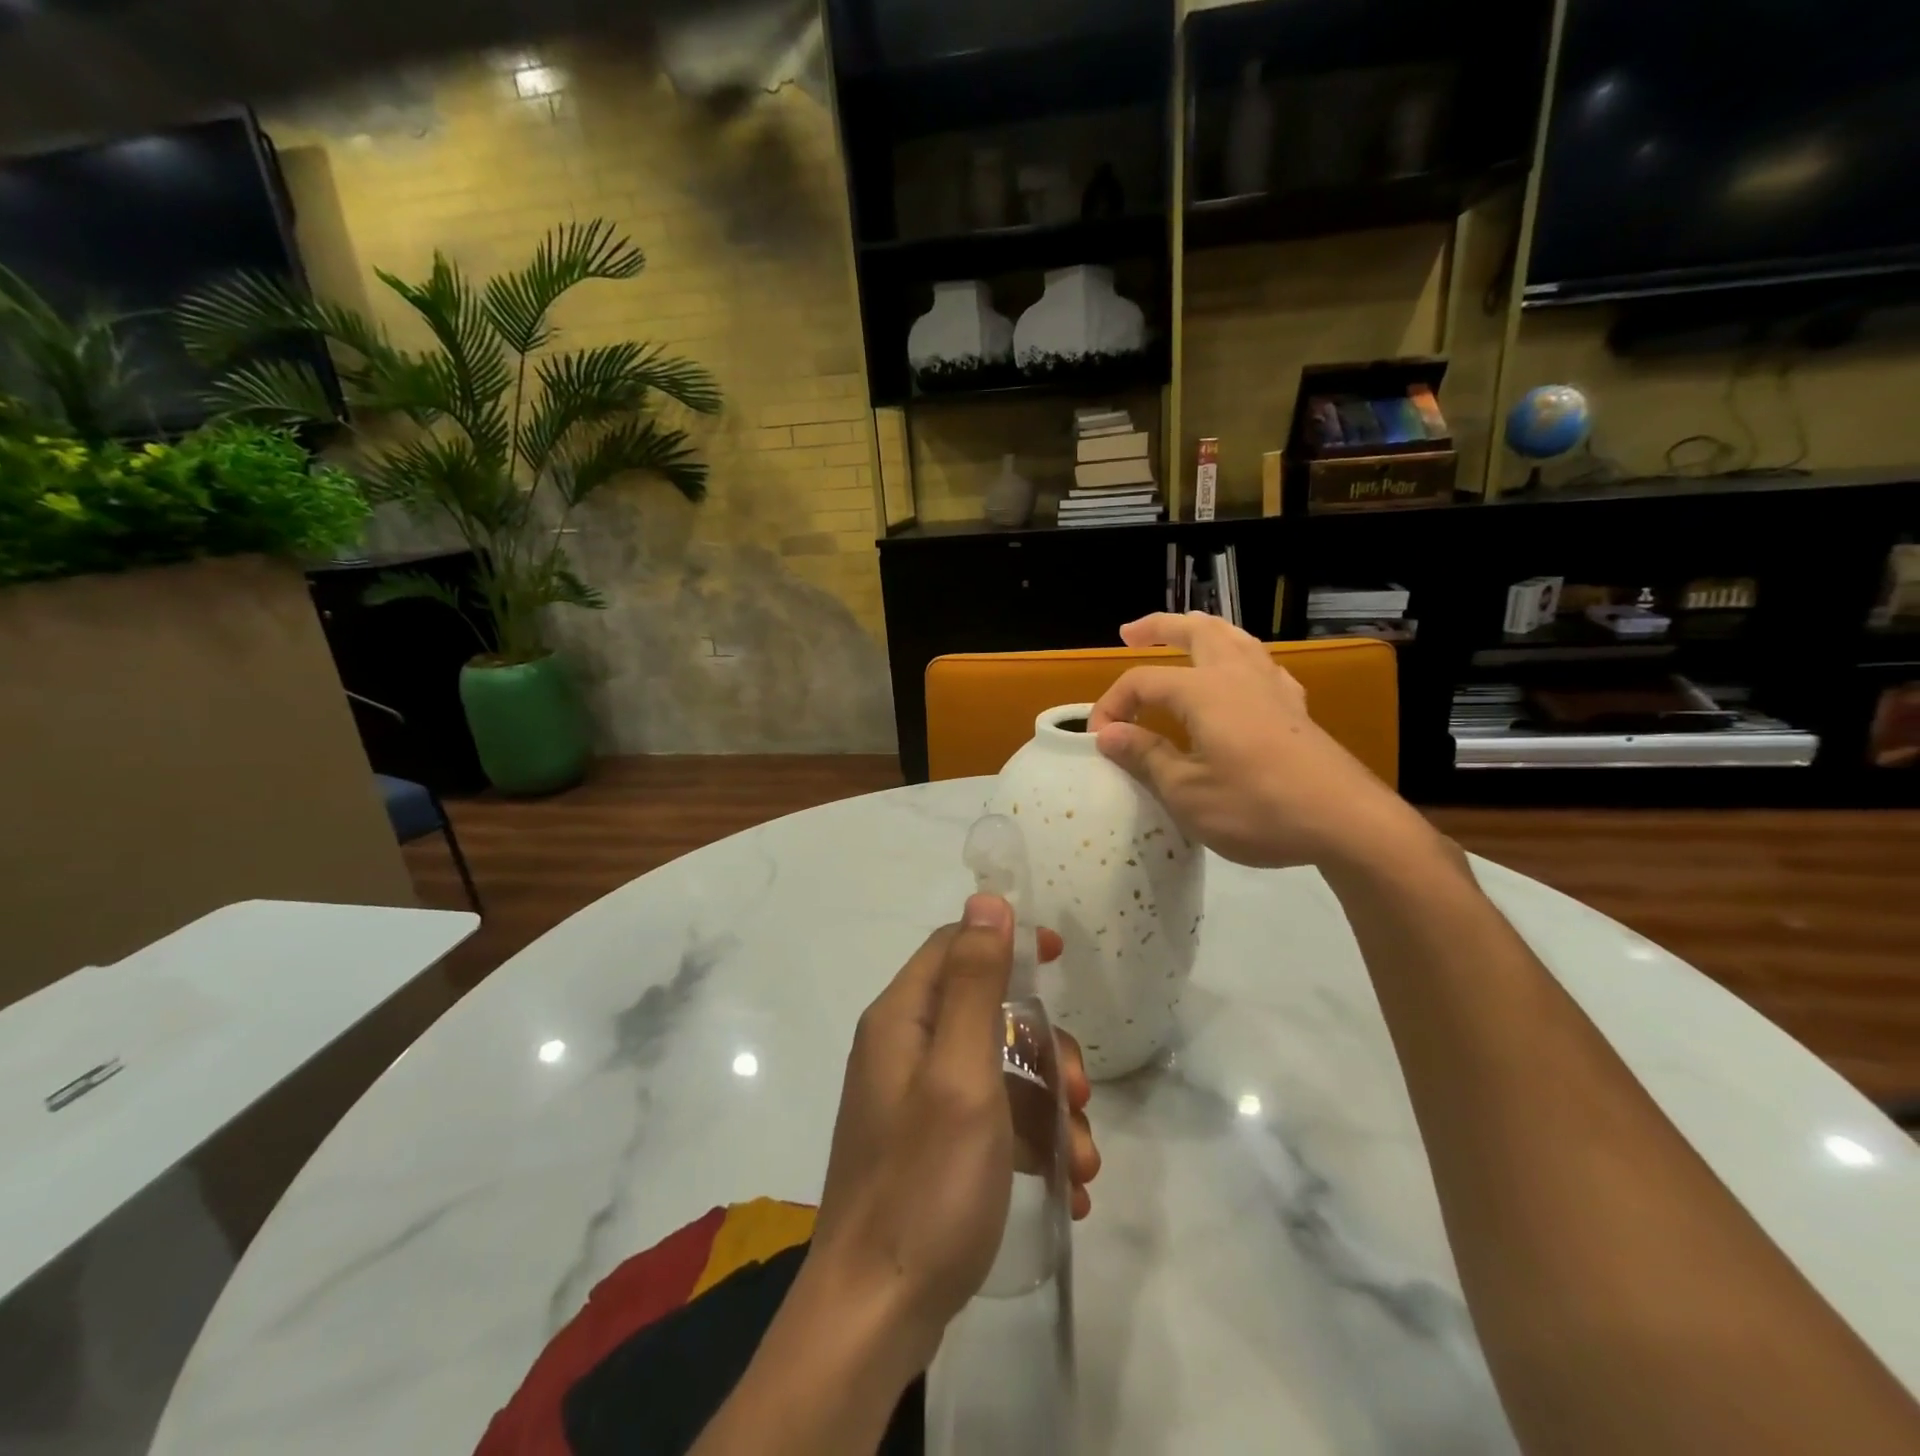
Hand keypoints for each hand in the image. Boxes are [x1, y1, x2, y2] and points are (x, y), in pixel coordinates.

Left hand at [807, 895, 1099, 1371]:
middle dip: (1043, 1046)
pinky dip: (1030, 1140)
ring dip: (1049, 1104)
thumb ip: (973, 984)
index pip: (956, 946)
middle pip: (986, 1012)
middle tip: (1082, 1091)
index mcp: (901, 1019)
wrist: (874, 1318)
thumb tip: (986, 899)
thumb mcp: (961, 1073)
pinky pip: (990, 1119)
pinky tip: (1068, 1186)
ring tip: (1083, 1161)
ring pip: (997, 1070)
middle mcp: (903, 1050)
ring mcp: (915, 1102)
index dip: (1007, 942)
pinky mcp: (929, 1147)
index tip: (1060, 958)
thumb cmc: (925, 1184)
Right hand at [1088, 612, 1434, 871]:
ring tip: (1185, 635)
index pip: (1142, 681)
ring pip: (1235, 639)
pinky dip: (1240, 657)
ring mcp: (1273, 689)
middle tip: (1131, 632)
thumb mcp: (1187, 792)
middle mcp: (1238, 676)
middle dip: (1160, 628)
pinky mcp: (1296, 709)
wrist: (1347, 823)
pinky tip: (1242, 674)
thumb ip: (1145, 757)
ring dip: (1203, 631)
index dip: (1113, 705)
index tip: (1098, 740)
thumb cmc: (1257, 807)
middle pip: (1196, 632)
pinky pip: (1262, 665)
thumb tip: (1107, 734)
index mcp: (1204, 692)